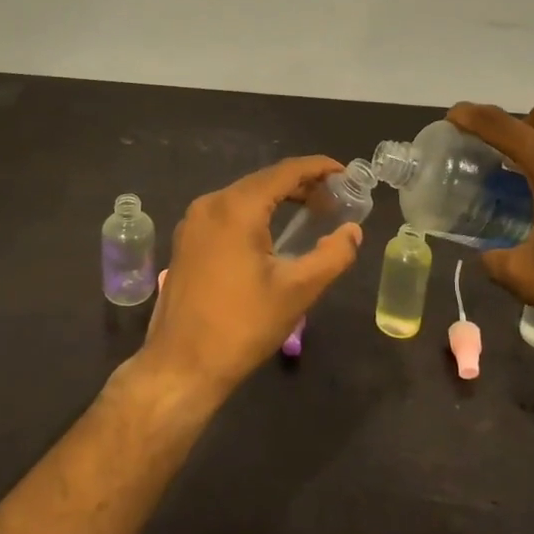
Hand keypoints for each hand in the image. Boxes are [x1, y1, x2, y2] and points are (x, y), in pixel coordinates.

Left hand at [136, 156, 363, 405]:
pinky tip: (273, 232)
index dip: (318, 167)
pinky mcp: (187, 241)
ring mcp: (193, 221)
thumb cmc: (242, 325)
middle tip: (334, 201)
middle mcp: (210, 203)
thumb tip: (352, 231)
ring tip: (311, 214)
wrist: (181, 365)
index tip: (345, 173)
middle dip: (301, 185)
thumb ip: (332, 255)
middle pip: (264, 180)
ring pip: (244, 196)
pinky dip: (255, 213)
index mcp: (236, 207)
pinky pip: (227, 213)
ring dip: (278, 199)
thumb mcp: (297, 291)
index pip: (285, 172)